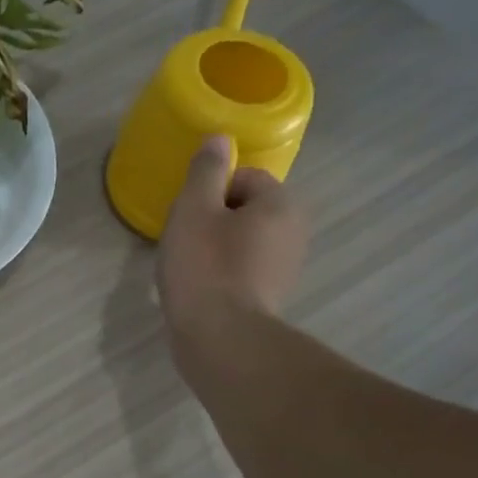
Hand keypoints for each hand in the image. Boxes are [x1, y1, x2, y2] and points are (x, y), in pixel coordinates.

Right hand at [156, 135, 307, 326]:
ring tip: (188, 270)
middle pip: (245, 210)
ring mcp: (285, 268)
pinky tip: (200, 291)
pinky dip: (222, 276)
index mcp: (279, 204)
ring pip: (243, 243)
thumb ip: (205, 171)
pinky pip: (243, 272)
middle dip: (214, 221)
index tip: (187, 217)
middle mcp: (293, 231)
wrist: (220, 338)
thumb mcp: (193, 210)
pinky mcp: (271, 299)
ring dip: (217, 250)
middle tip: (184, 243)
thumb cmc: (204, 268)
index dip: (209, 192)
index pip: (244, 178)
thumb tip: (220, 139)